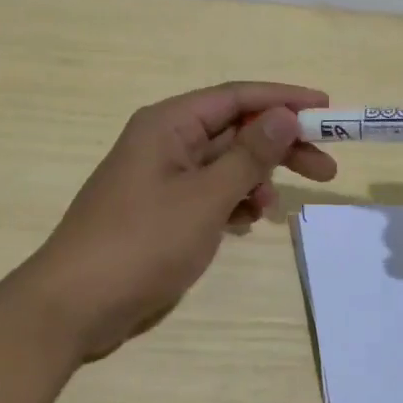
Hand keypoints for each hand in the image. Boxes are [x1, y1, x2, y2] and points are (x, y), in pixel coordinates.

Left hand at [15, 81, 337, 362]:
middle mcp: (164, 142)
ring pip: (222, 165)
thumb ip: (248, 155)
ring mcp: (160, 178)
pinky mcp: (159, 211)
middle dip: (278, 147)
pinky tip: (247, 223)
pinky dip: (232, 203)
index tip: (328, 110)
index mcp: (168, 124)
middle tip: (326, 170)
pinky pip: (207, 193)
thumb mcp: (204, 197)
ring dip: (255, 179)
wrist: (74, 305)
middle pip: (233, 131)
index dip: (284, 100)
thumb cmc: (141, 243)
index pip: (236, 97)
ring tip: (275, 210)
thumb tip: (284, 115)